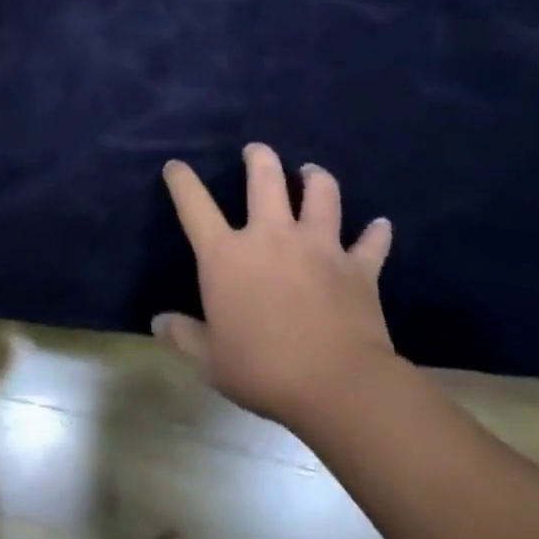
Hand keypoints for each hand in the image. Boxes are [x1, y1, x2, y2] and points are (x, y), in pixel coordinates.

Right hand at [154, 144, 398, 430]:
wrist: (338, 387)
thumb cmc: (263, 370)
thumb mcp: (210, 359)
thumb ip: (183, 336)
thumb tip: (158, 323)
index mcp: (227, 255)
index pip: (194, 204)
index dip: (181, 180)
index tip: (175, 167)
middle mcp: (271, 236)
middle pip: (265, 178)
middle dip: (259, 157)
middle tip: (256, 151)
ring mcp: (318, 246)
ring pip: (321, 194)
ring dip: (316, 178)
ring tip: (311, 172)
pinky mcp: (357, 268)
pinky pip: (371, 242)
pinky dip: (376, 233)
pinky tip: (380, 224)